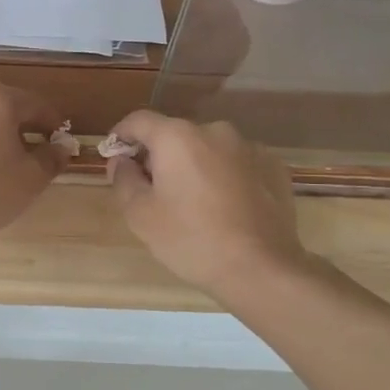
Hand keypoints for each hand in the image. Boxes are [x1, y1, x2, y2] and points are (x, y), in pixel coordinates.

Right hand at [105, 110, 312, 298]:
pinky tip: (224, 206)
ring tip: (192, 201)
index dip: (121, 135)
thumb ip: (123, 179)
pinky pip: (236, 163)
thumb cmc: (190, 239)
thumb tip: (122, 160)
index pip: (139, 121)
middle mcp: (214, 131)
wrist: (261, 269)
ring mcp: (249, 147)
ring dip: (194, 165)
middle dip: (159, 155)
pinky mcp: (273, 167)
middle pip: (175, 135)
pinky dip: (224, 176)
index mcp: (177, 137)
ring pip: (208, 149)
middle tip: (152, 189)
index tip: (115, 155)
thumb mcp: (140, 214)